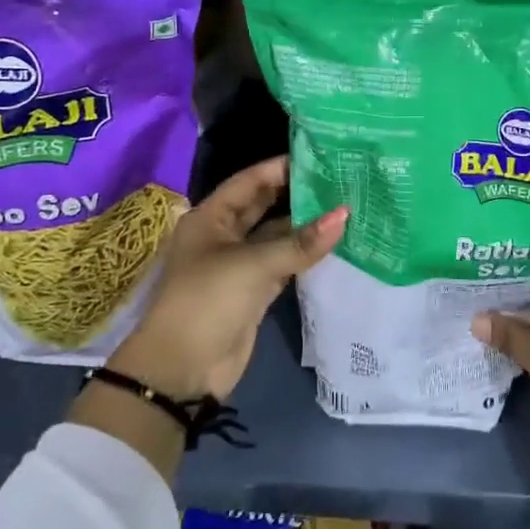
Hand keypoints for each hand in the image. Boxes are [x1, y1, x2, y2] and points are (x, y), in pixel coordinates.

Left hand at [110, 156, 346, 401]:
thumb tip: (345, 214)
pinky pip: (284, 263)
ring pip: (277, 235)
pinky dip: (305, 255)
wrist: (183, 371)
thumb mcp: (253, 265)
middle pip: (264, 205)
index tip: (320, 157)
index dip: (281, 167)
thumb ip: (300, 242)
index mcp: (211, 217)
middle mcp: (224, 235)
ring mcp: (240, 264)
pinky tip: (334, 243)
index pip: (250, 181)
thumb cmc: (208, 301)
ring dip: (305, 226)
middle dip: (297, 194)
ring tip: (346, 206)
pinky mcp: (254, 291)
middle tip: (339, 179)